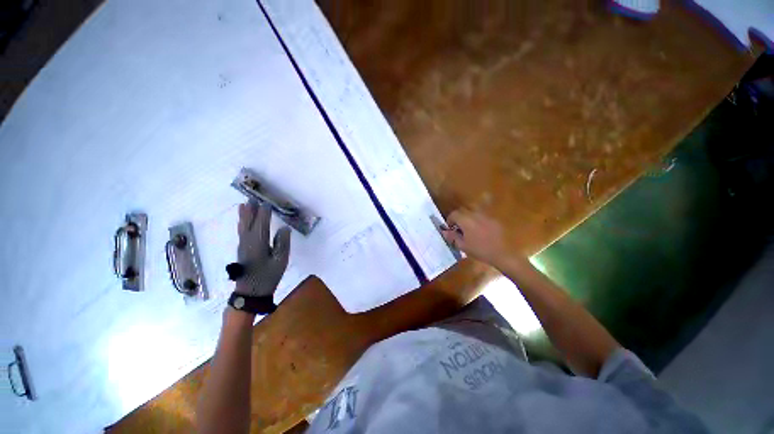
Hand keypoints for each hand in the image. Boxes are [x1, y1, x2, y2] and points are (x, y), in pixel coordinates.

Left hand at [235, 203, 290, 296]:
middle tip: (252, 198)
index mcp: (258, 243)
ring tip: (244, 205)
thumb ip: (283, 243)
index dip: (264, 213)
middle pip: (249, 222)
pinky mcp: (241, 250)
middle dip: (251, 210)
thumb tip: (284, 228)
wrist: (250, 292)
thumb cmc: (268, 276)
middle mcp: (248, 241)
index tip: (267, 203)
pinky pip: (241, 231)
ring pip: (243, 226)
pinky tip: (242, 222)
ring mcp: (243, 245)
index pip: (262, 223)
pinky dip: (241, 223)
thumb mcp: (280, 261)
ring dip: (244, 215)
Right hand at [440, 209, 513, 266]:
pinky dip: (476, 220)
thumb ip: (452, 236)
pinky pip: (481, 216)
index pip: (454, 214)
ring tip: (468, 228)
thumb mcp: (463, 246)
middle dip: (458, 217)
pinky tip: (479, 231)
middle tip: (457, 228)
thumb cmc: (480, 250)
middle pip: (462, 210)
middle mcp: (475, 214)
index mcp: (466, 220)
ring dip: (467, 217)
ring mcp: (485, 216)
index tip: (450, 228)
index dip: (450, 220)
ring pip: (472, 212)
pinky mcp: (493, 220)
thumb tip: (445, 231)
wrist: (501, 254)